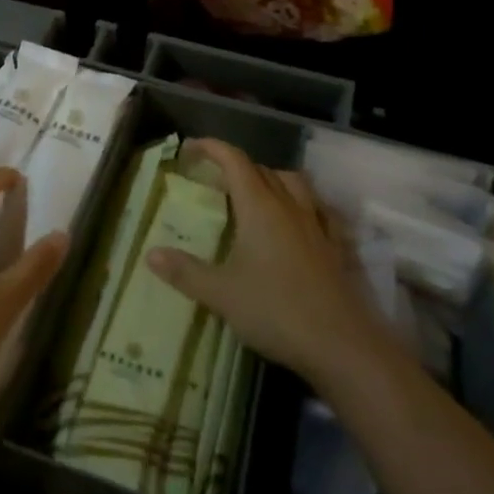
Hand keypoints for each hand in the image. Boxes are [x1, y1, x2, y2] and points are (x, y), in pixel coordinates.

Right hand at [143, 139, 384, 385]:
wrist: (342, 344)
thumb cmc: (276, 311)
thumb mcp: (221, 294)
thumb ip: (185, 272)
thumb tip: (150, 254)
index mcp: (260, 207)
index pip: (234, 160)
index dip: (211, 148)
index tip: (190, 149)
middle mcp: (290, 206)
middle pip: (263, 169)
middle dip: (237, 166)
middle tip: (214, 180)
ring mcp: (317, 225)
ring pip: (295, 184)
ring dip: (272, 179)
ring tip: (256, 194)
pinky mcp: (336, 247)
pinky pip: (319, 210)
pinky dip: (303, 205)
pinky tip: (298, 222)